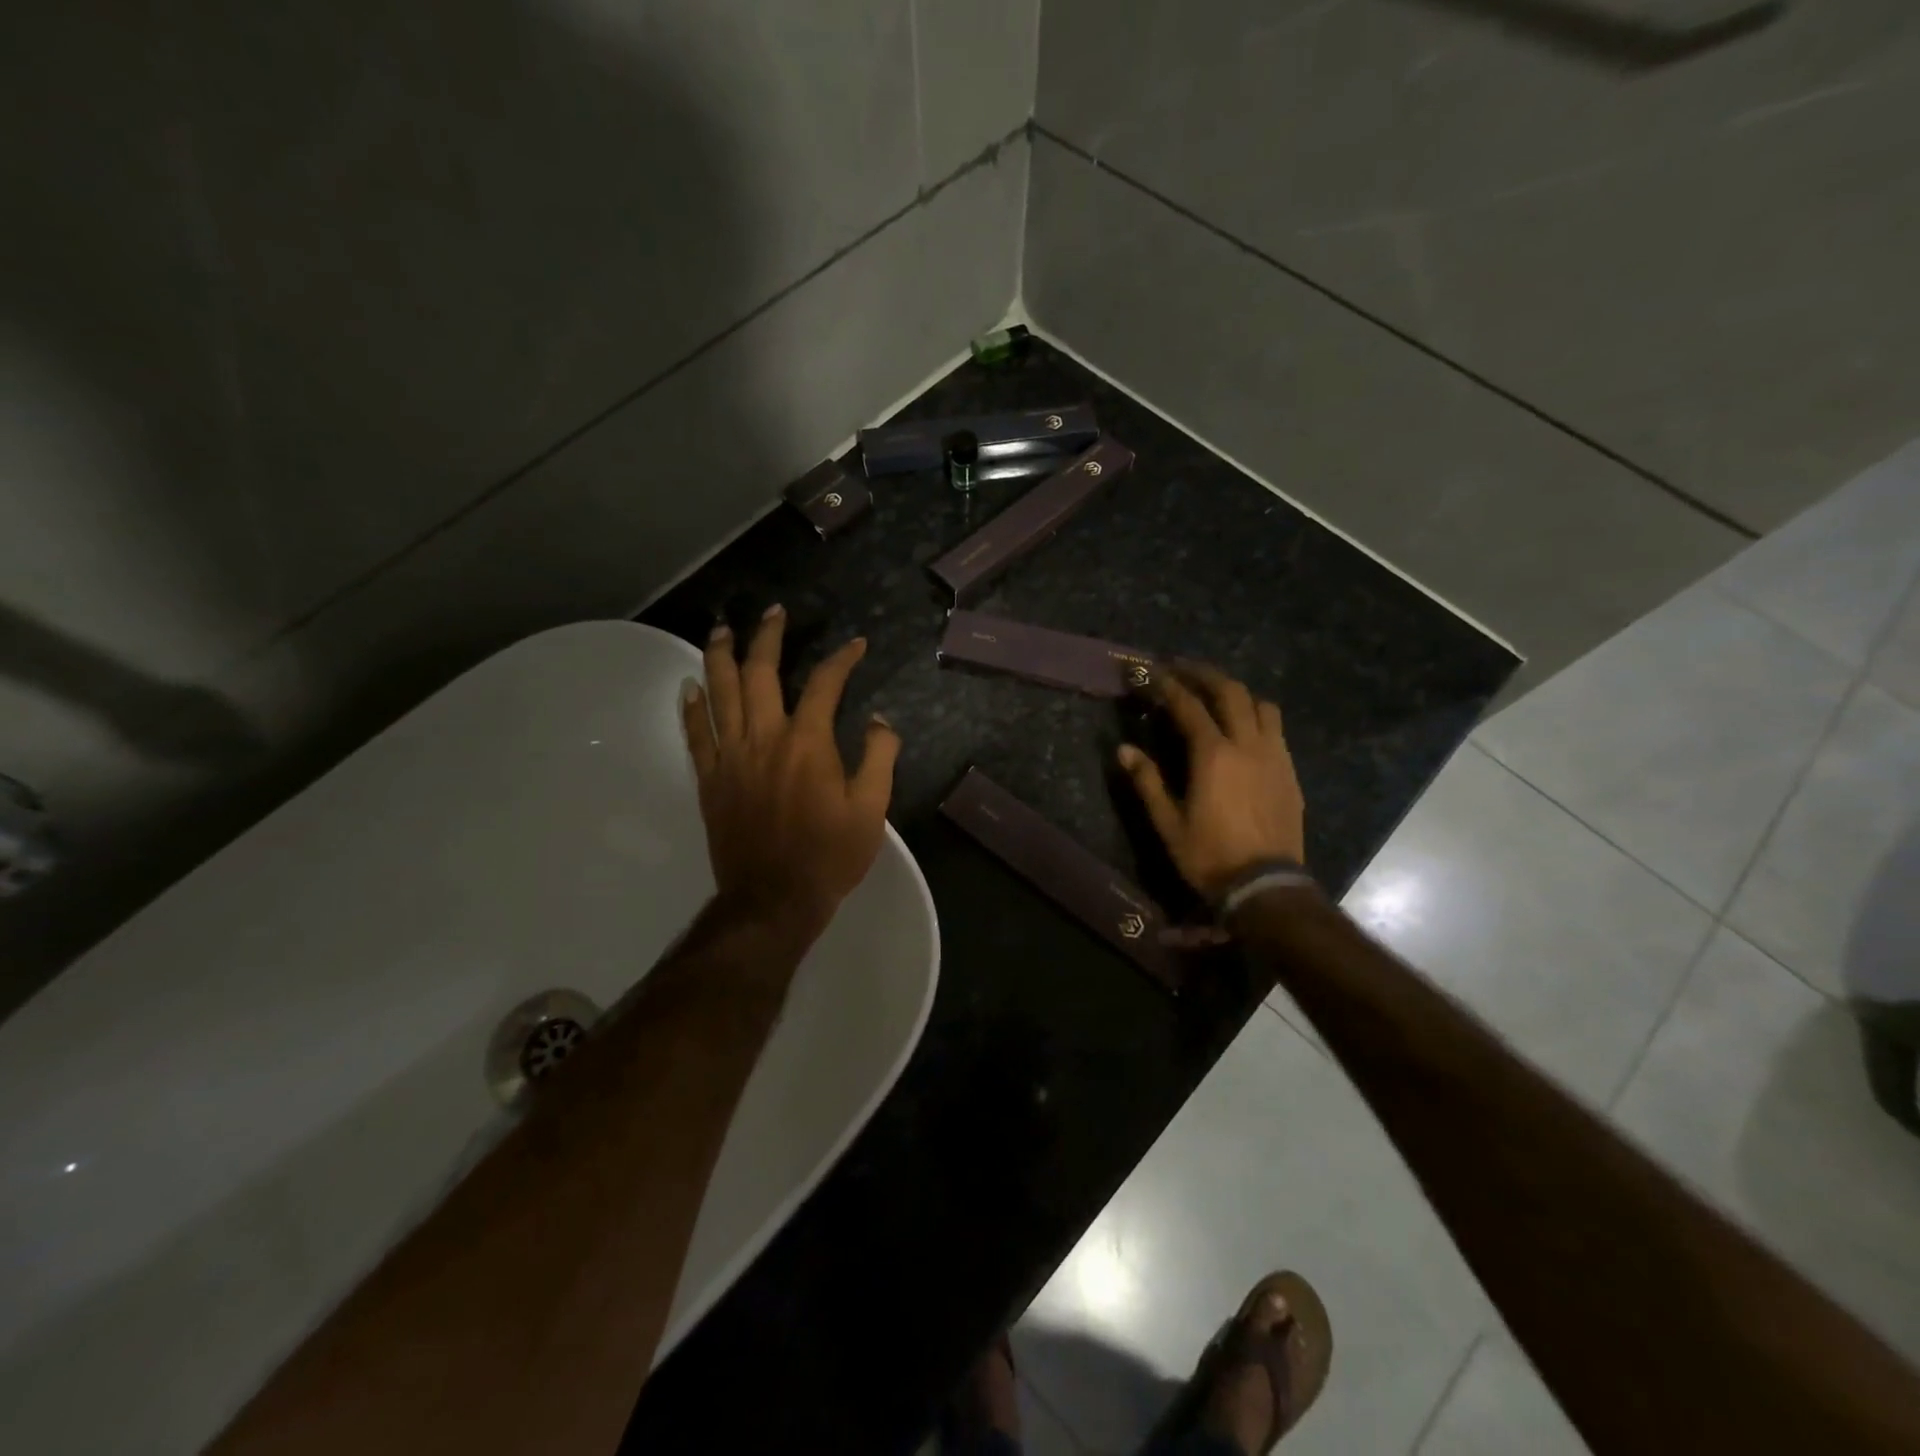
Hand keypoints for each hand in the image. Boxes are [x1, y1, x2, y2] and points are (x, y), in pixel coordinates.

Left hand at [681, 605, 899, 931]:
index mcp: (807, 743)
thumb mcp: (872, 809)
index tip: (856, 645)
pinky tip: (690, 686)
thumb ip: (879, 757)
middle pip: (760, 673)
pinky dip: (691, 707)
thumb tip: (881, 719)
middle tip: (774, 613)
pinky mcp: (710, 779)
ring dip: (720, 656)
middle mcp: (764, 738)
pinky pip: (695, 734)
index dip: (842, 659)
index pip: (825, 684)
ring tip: (721, 629)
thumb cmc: (829, 855)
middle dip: (768, 637)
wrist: (774, 899)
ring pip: (720, 693)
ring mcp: (731, 757)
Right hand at [1116, 662, 1305, 903]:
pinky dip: (1256, 717)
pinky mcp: (1289, 772)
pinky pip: (1275, 729)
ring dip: (1237, 692)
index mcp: (1213, 755)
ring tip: (1217, 696)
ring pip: (1261, 705)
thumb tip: (1124, 750)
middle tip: (1182, 669)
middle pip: (1231, 692)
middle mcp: (1247, 745)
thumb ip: (1148, 782)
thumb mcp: (1168, 823)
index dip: (1168, 686)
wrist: (1267, 886)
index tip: (1151, 673)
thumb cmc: (1210, 856)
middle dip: (1205, 674)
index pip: (1188, 706)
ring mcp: (1274, 756)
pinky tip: (1243, 729)